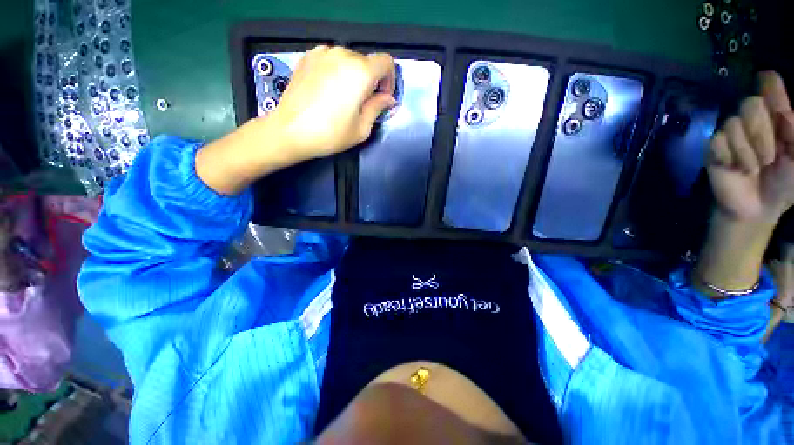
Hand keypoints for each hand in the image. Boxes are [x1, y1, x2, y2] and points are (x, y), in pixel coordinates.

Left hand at [268, 46, 395, 161]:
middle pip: (367, 61)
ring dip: (353, 77)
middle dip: (371, 81)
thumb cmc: (330, 134)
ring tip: (343, 99)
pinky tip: (327, 92)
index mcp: (360, 71)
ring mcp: (322, 53)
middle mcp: (342, 54)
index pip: (386, 62)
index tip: (381, 98)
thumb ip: (378, 108)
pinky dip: (336, 72)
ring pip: (349, 60)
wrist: (290, 131)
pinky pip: (331, 60)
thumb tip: (388, 98)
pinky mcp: (307, 57)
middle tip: (362, 104)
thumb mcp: (362, 128)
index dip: (389, 80)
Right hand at [695, 72, 793, 296]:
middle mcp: (754, 119)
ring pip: (733, 124)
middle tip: (770, 157)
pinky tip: (735, 168)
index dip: (769, 83)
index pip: (770, 86)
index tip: (768, 80)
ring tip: (753, 168)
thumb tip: (784, 111)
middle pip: (751, 103)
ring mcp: (732, 134)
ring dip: (747, 151)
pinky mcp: (714, 148)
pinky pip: (718, 142)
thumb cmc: (786, 182)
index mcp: (777, 117)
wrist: (759, 207)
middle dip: (762, 131)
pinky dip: (730, 158)